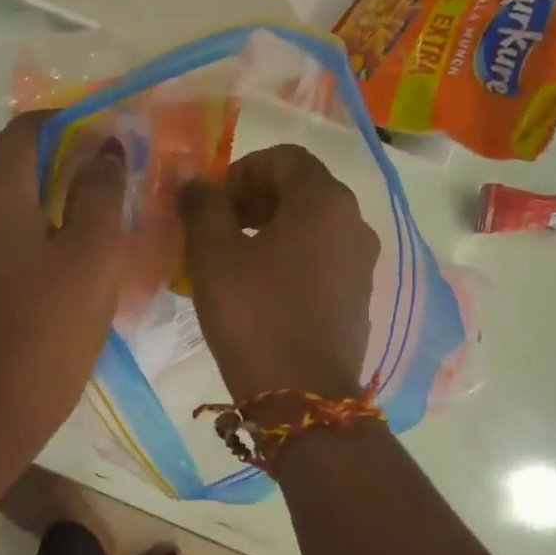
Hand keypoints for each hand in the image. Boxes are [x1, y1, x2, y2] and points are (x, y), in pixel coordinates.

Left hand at [0, 111, 128, 450]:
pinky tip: (64, 250)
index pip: (30, 127)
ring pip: (6, 195)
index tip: (115, 143)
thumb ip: (100, 188)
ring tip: (97, 216)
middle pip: (15, 159)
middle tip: (115, 182)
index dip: (76, 125)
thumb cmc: (50, 322)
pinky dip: (29, 225)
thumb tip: (104, 147)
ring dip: (49, 195)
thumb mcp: (93, 250)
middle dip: (66, 161)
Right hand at [180, 144, 378, 402]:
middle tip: (216, 228)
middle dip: (254, 198)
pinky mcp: (358, 295)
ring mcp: (361, 261)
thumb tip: (194, 177)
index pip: (283, 158)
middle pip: (301, 188)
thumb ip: (203, 206)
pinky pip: (322, 256)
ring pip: (312, 224)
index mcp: (323, 200)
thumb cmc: (254, 315)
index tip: (212, 203)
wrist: (302, 396)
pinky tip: (260, 288)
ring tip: (233, 260)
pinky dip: (290, 256)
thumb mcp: (214, 255)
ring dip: (271, 228)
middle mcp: (353, 221)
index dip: (241, 171)